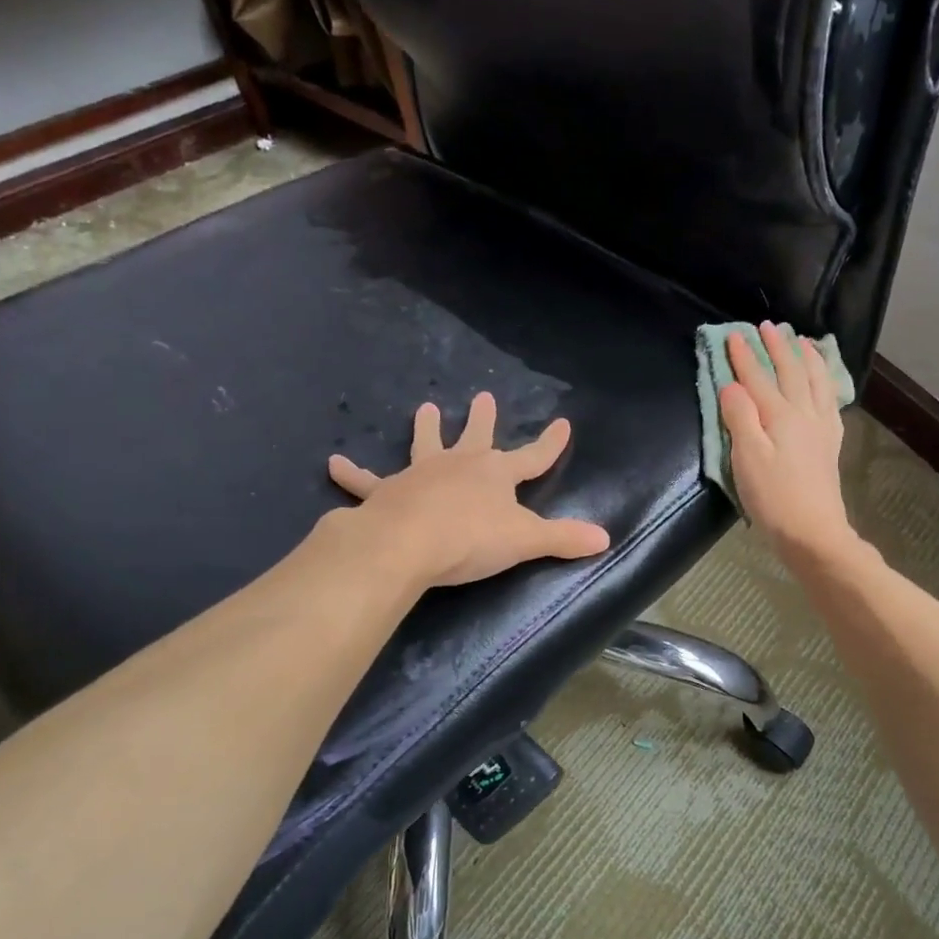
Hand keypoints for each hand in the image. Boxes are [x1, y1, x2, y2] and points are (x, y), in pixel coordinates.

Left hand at [327, 392, 611, 587]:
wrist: (408, 543)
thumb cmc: (471, 539)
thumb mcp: (525, 541)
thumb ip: (563, 538)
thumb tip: (605, 537)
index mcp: (496, 474)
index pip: (533, 456)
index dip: (550, 443)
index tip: (563, 424)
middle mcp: (459, 465)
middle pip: (476, 437)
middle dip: (483, 419)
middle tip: (483, 396)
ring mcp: (420, 474)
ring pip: (425, 445)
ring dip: (426, 429)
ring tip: (425, 407)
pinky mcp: (386, 492)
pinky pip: (366, 482)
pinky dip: (351, 474)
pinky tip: (333, 463)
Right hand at [719, 323, 856, 561]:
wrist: (813, 532)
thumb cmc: (773, 497)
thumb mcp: (747, 458)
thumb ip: (740, 417)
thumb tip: (732, 385)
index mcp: (780, 415)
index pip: (758, 378)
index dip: (744, 356)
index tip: (733, 334)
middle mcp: (804, 414)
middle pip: (791, 372)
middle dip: (778, 347)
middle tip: (768, 326)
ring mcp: (821, 428)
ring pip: (816, 381)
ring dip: (806, 357)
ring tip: (801, 340)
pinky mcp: (829, 443)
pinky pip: (829, 400)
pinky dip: (825, 382)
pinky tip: (823, 382)